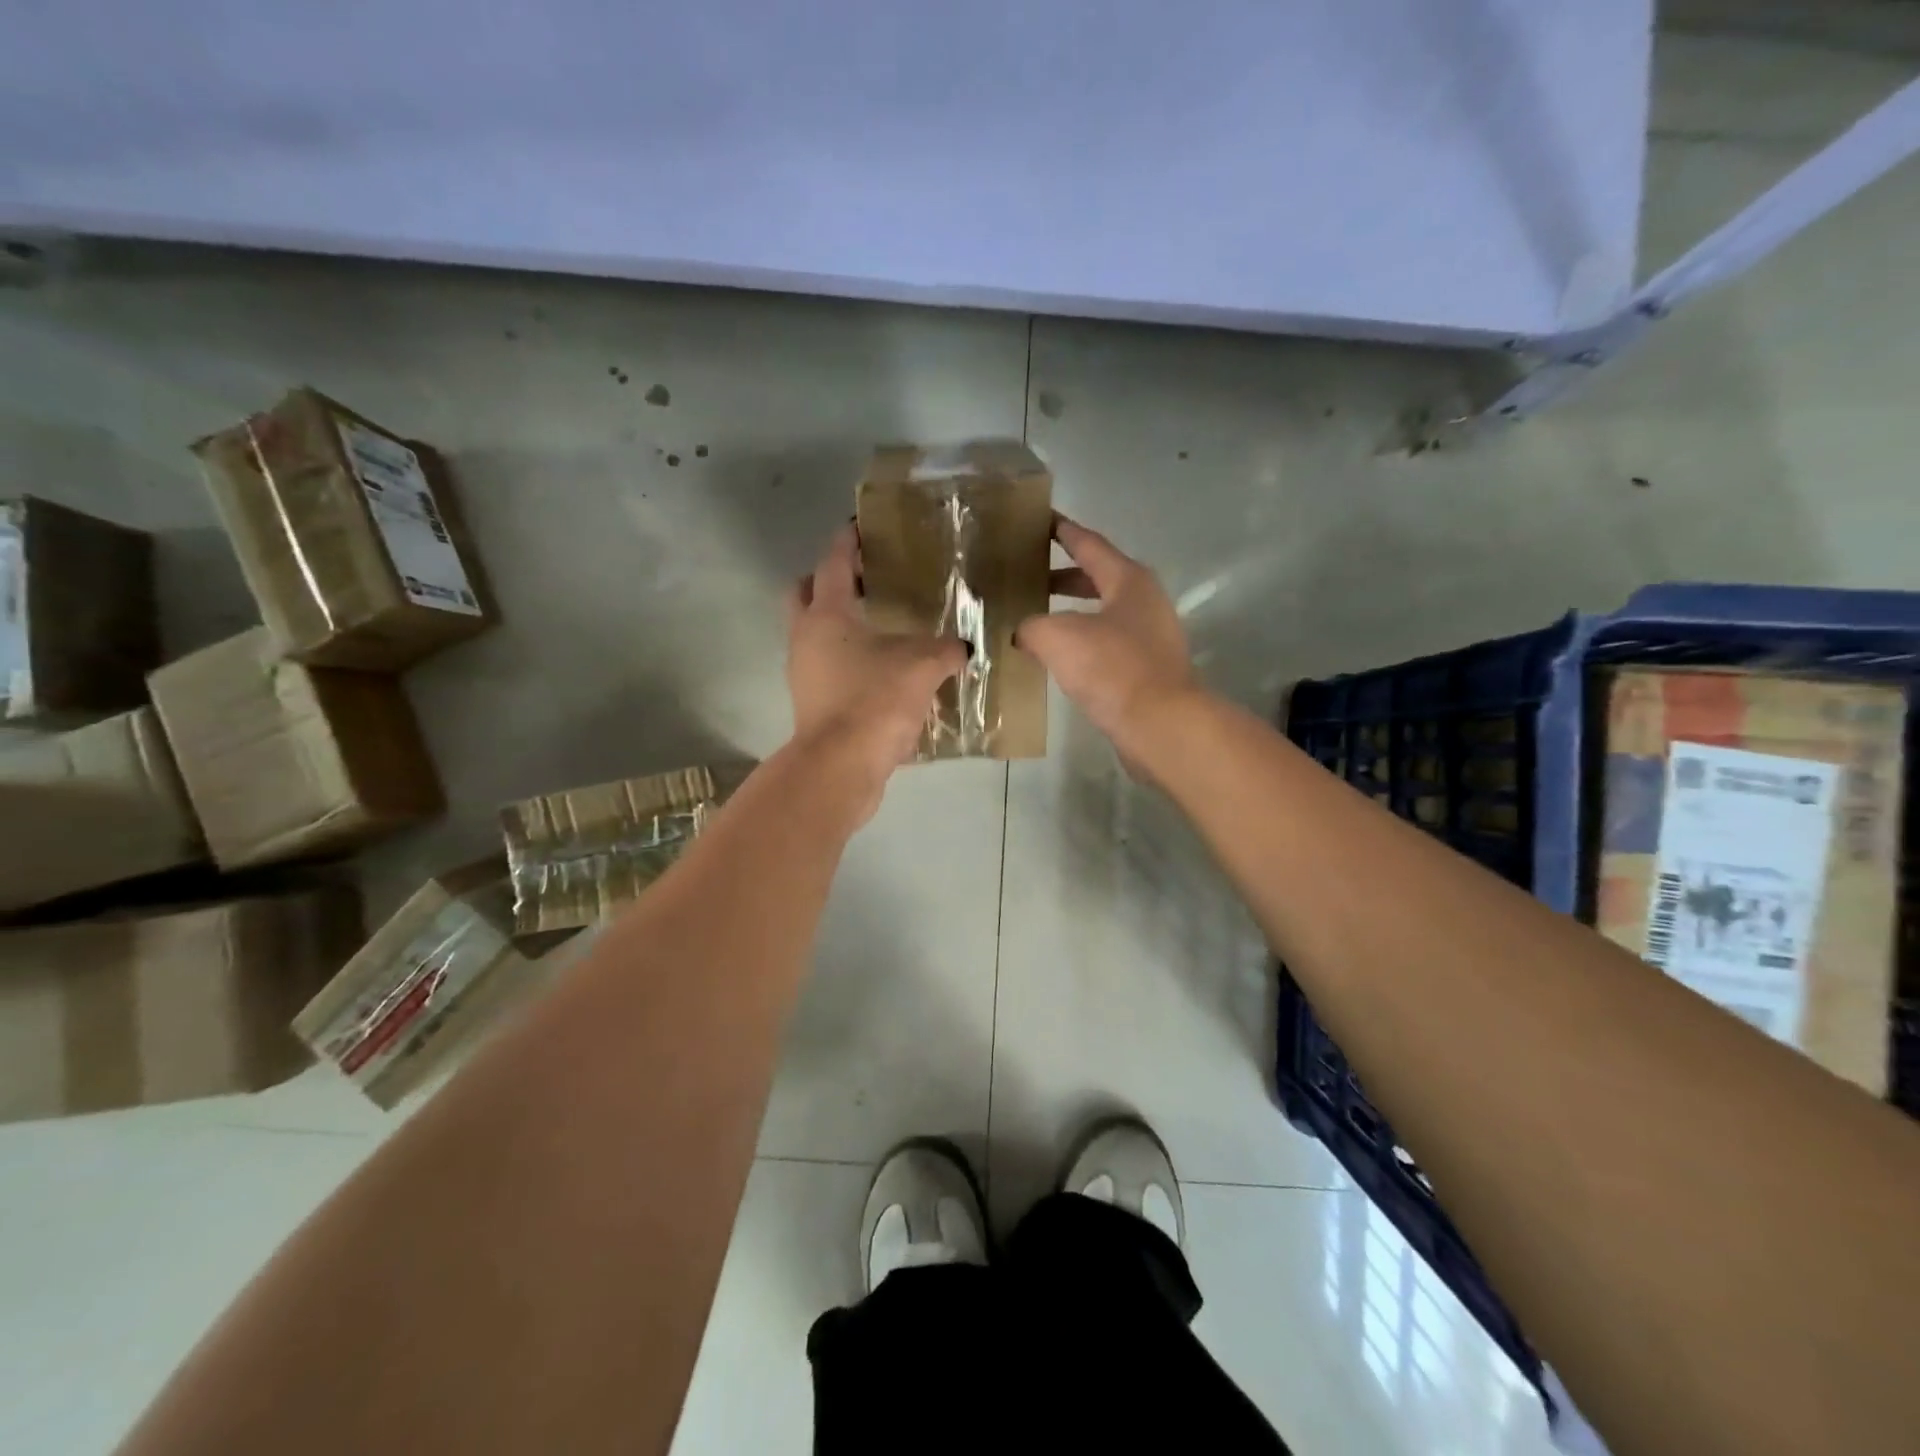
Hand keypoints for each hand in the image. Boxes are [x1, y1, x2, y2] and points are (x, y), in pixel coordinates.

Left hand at [786, 524, 966, 815]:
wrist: (840, 768)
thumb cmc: (874, 701)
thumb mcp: (922, 667)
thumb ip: (945, 650)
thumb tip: (961, 648)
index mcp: (827, 615)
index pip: (834, 563)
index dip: (849, 541)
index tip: (861, 525)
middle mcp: (806, 637)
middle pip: (805, 593)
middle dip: (829, 581)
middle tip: (866, 580)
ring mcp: (804, 673)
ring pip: (815, 633)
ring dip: (840, 624)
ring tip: (881, 626)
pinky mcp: (812, 704)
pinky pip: (827, 668)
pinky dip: (848, 660)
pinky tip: (882, 670)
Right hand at [1015, 514, 1197, 769]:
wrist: (1159, 723)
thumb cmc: (1111, 667)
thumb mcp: (1057, 637)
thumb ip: (1031, 626)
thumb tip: (1023, 633)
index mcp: (1128, 580)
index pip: (1089, 544)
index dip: (1062, 531)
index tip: (1040, 520)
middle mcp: (1144, 601)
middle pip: (1097, 578)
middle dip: (1061, 577)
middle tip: (1026, 575)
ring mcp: (1149, 636)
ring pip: (1100, 613)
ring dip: (1069, 613)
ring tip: (1034, 618)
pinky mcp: (1146, 669)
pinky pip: (1105, 644)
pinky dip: (1079, 642)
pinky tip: (1056, 657)